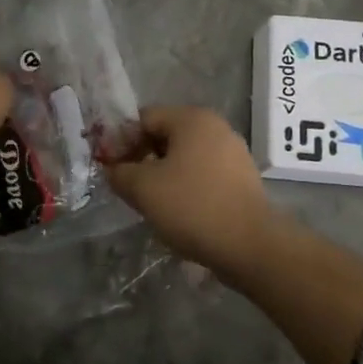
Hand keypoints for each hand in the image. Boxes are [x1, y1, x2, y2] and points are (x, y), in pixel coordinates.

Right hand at [105, 107, 277, 267]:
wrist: (250, 245)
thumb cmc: (192, 206)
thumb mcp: (143, 188)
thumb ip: (120, 173)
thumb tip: (113, 169)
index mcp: (192, 119)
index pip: (145, 118)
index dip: (122, 140)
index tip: (111, 168)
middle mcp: (215, 126)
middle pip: (166, 134)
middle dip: (142, 157)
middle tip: (129, 186)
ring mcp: (233, 152)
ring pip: (185, 155)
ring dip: (163, 173)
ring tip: (152, 201)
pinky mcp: (242, 177)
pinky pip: (204, 173)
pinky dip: (187, 185)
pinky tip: (180, 210)